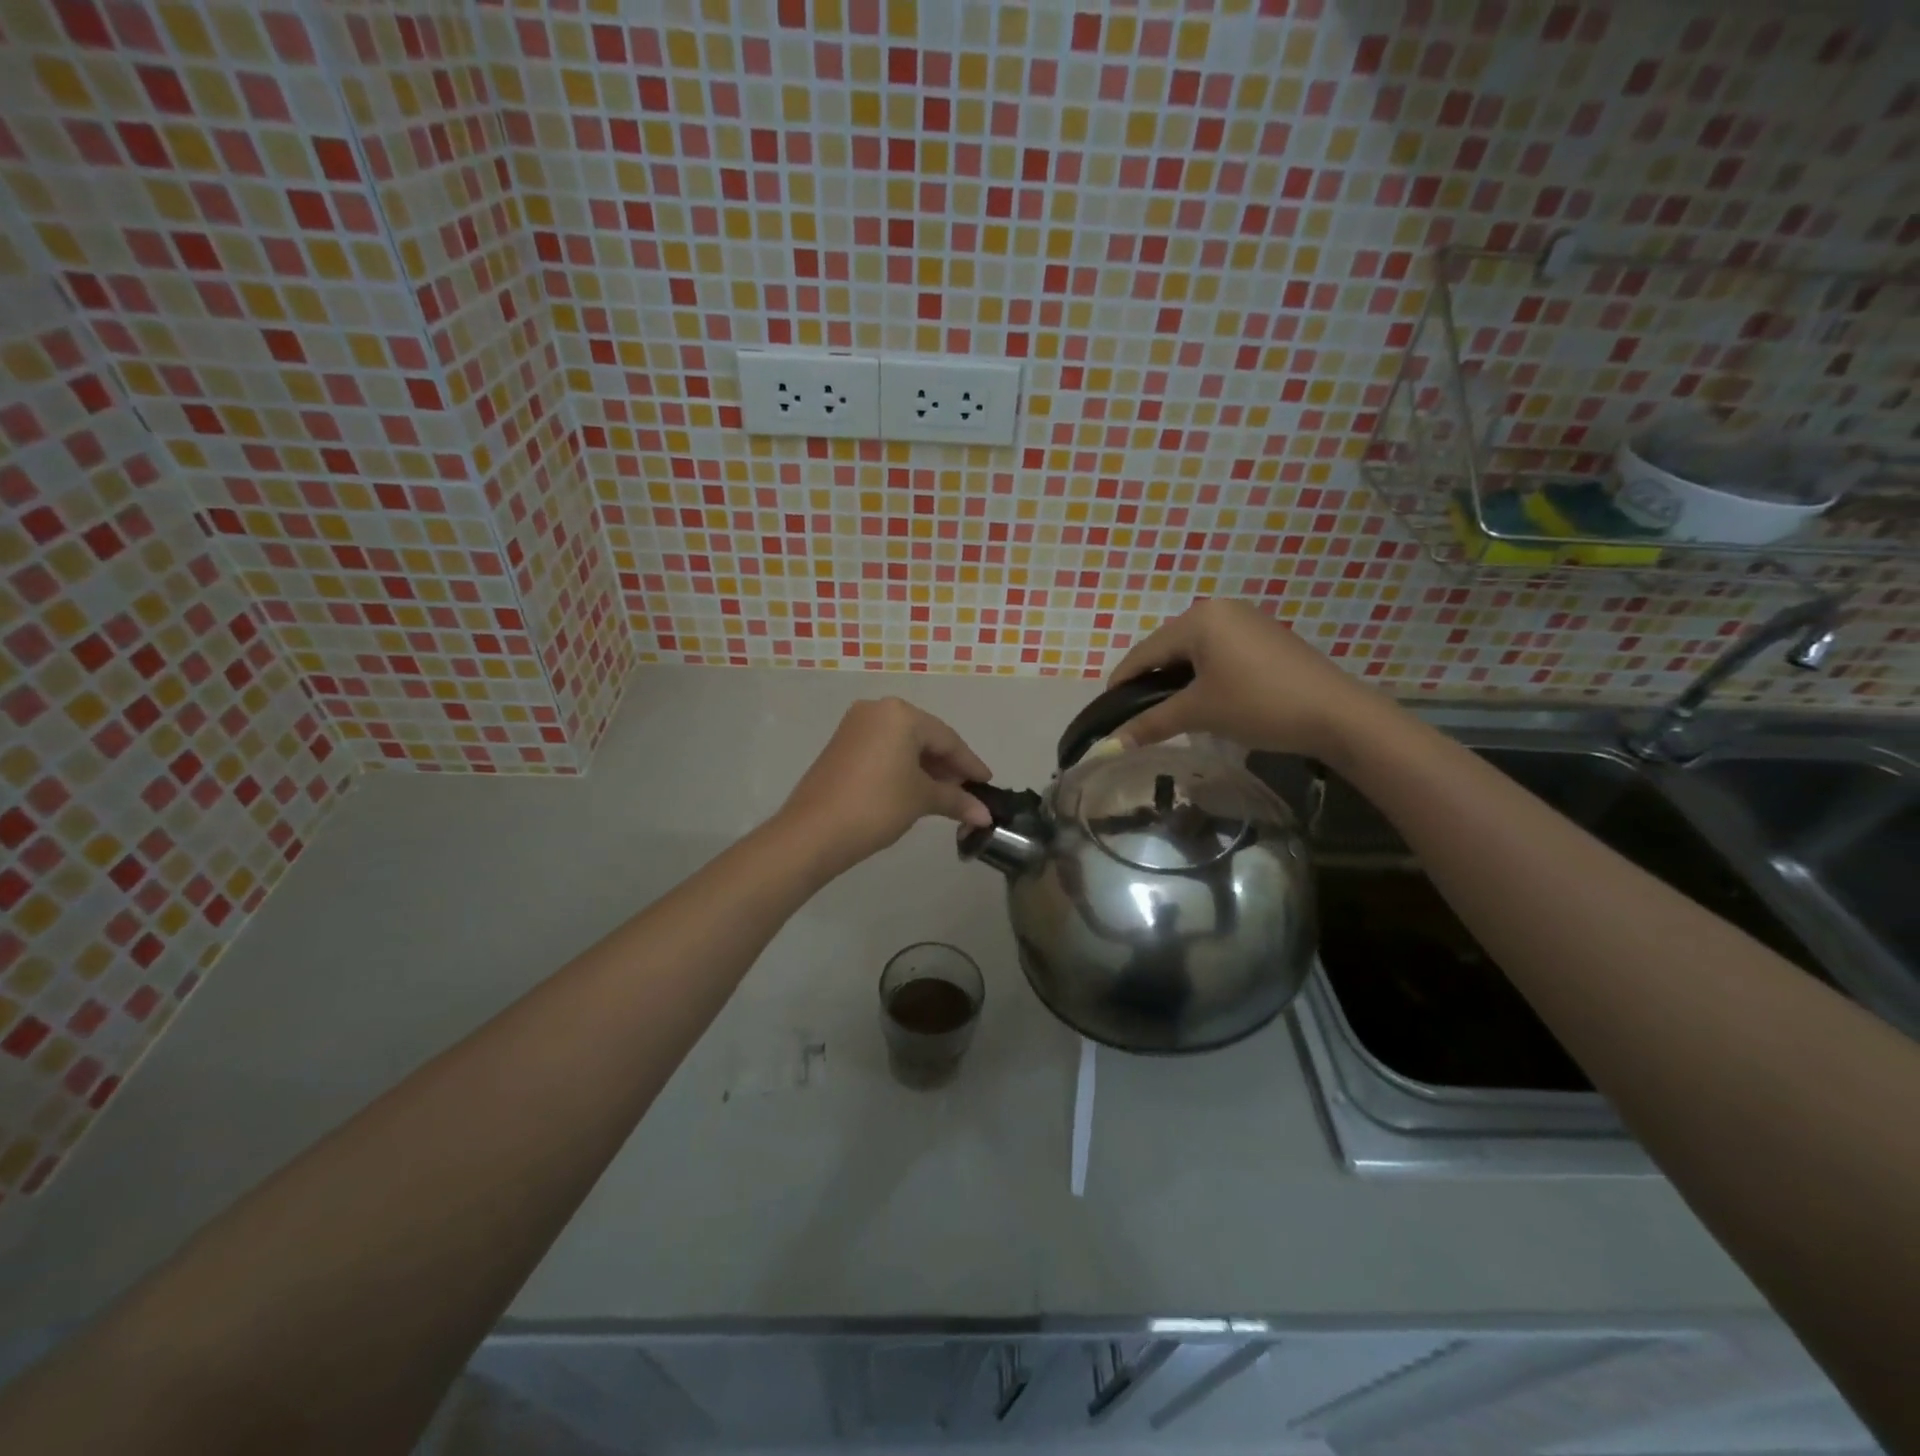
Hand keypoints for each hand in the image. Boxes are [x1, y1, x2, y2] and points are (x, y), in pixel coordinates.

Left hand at [777, 698, 993, 873]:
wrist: (813, 832)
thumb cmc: (876, 806)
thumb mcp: (921, 800)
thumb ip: (956, 800)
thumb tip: (985, 816)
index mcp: (900, 714)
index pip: (947, 739)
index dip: (970, 764)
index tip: (987, 784)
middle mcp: (877, 710)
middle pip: (924, 738)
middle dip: (947, 766)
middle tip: (967, 793)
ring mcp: (855, 726)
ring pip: (903, 744)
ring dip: (926, 768)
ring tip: (944, 795)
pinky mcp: (841, 745)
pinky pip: (883, 750)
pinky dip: (902, 767)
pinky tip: (914, 789)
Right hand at [1108, 599, 1383, 758]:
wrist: (1337, 714)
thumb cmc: (1259, 705)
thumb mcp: (1200, 713)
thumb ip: (1151, 723)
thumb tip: (1109, 745)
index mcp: (1199, 619)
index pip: (1144, 652)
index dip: (1122, 683)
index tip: (1107, 712)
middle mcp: (1220, 609)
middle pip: (1168, 648)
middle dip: (1150, 682)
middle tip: (1138, 715)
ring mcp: (1246, 620)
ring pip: (1194, 651)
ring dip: (1178, 679)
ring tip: (1169, 710)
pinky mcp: (1266, 636)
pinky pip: (1219, 652)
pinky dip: (1204, 674)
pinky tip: (1206, 698)